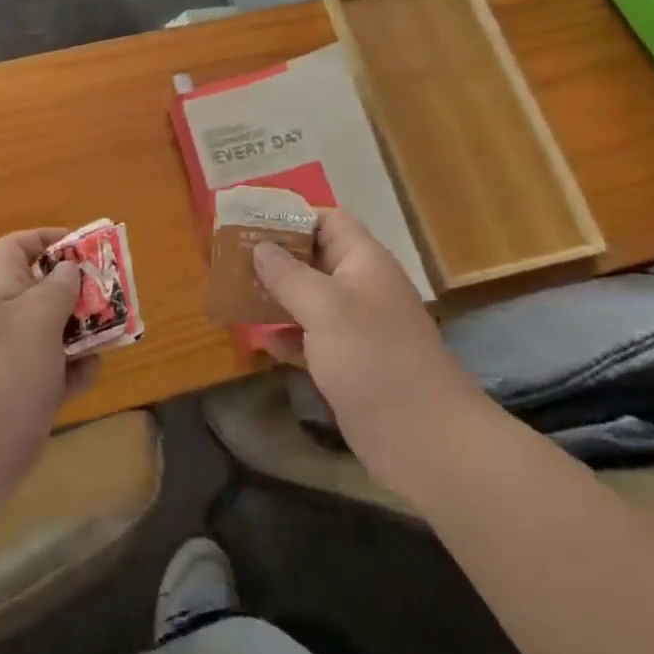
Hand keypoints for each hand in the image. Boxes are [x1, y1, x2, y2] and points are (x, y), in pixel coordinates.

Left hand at [0, 229, 96, 502]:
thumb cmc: (3, 373)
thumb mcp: (36, 318)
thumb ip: (58, 288)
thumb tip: (68, 267)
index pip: (17, 247)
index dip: (48, 239)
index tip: (85, 250)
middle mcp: (4, 320)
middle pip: (44, 289)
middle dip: (79, 290)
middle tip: (111, 296)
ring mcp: (14, 359)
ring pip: (55, 331)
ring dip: (84, 330)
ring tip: (113, 333)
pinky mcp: (25, 394)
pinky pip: (57, 371)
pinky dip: (75, 370)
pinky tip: (89, 374)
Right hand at [252, 209, 491, 496]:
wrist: (422, 437)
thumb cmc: (372, 357)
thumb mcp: (324, 307)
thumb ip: (288, 275)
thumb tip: (260, 246)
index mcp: (364, 262)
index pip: (328, 221)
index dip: (292, 217)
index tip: (250, 221)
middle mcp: (361, 288)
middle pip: (315, 258)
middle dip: (275, 257)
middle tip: (231, 258)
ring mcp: (356, 327)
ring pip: (309, 300)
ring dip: (276, 296)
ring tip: (235, 293)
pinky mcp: (348, 363)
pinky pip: (311, 338)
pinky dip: (287, 336)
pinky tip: (260, 341)